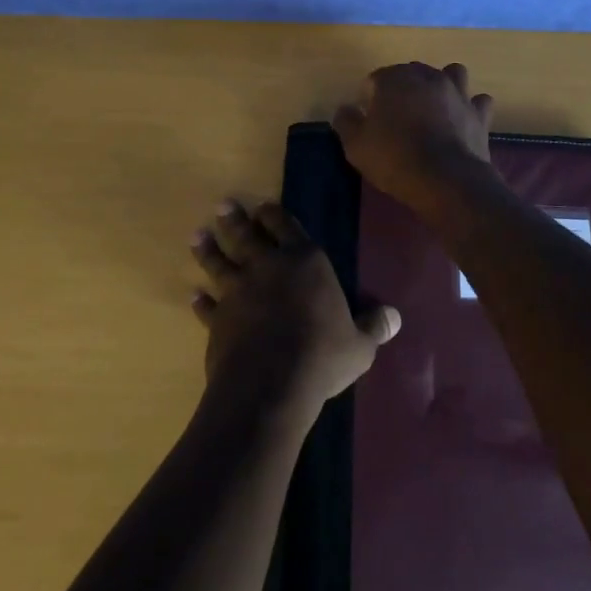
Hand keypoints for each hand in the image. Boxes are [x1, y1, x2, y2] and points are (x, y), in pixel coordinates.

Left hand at [190, 200, 399, 413]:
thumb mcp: (359, 345)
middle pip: (247, 236)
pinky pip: (207, 305)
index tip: (263, 206)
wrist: (269, 383)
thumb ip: (374, 327)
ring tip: (198, 236)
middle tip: (223, 206)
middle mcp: (268, 267)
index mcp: (305, 262)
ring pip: (220, 263)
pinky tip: (194, 295)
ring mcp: (238, 291)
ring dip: (209, 250)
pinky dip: (200, 300)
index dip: (274, 215)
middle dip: (235, 220)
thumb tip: (395, 317)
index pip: (287, 227)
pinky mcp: (218, 319)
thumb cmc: (322, 355)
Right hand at [332, 62, 497, 214]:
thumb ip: (346, 121)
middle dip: (403, 88)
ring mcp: (458, 92)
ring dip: (442, 85)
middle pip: (412, 73)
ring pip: (451, 74)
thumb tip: (346, 109)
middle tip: (396, 117)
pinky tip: (462, 120)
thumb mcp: (356, 145)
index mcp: (395, 79)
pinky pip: (477, 101)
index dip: (369, 98)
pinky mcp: (479, 113)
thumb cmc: (395, 159)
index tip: (368, 120)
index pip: (376, 79)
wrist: (446, 180)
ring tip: (434, 107)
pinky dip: (470, 107)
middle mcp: (428, 77)